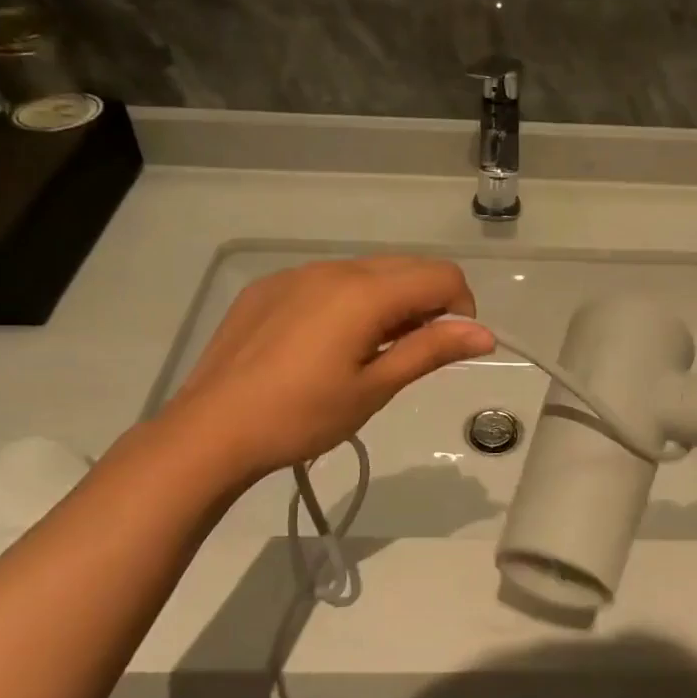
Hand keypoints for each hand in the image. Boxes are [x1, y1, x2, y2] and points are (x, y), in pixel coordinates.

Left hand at [166, 257, 493, 478]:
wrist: (211, 430)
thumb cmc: (302, 416)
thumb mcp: (375, 388)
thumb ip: (431, 350)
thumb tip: (485, 334)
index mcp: (364, 292)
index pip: (441, 276)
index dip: (461, 307)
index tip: (450, 346)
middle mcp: (333, 268)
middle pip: (406, 267)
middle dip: (427, 302)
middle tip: (411, 353)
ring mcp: (296, 274)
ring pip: (367, 271)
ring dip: (388, 300)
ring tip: (368, 351)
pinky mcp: (269, 287)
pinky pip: (327, 280)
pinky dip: (348, 301)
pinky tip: (325, 344)